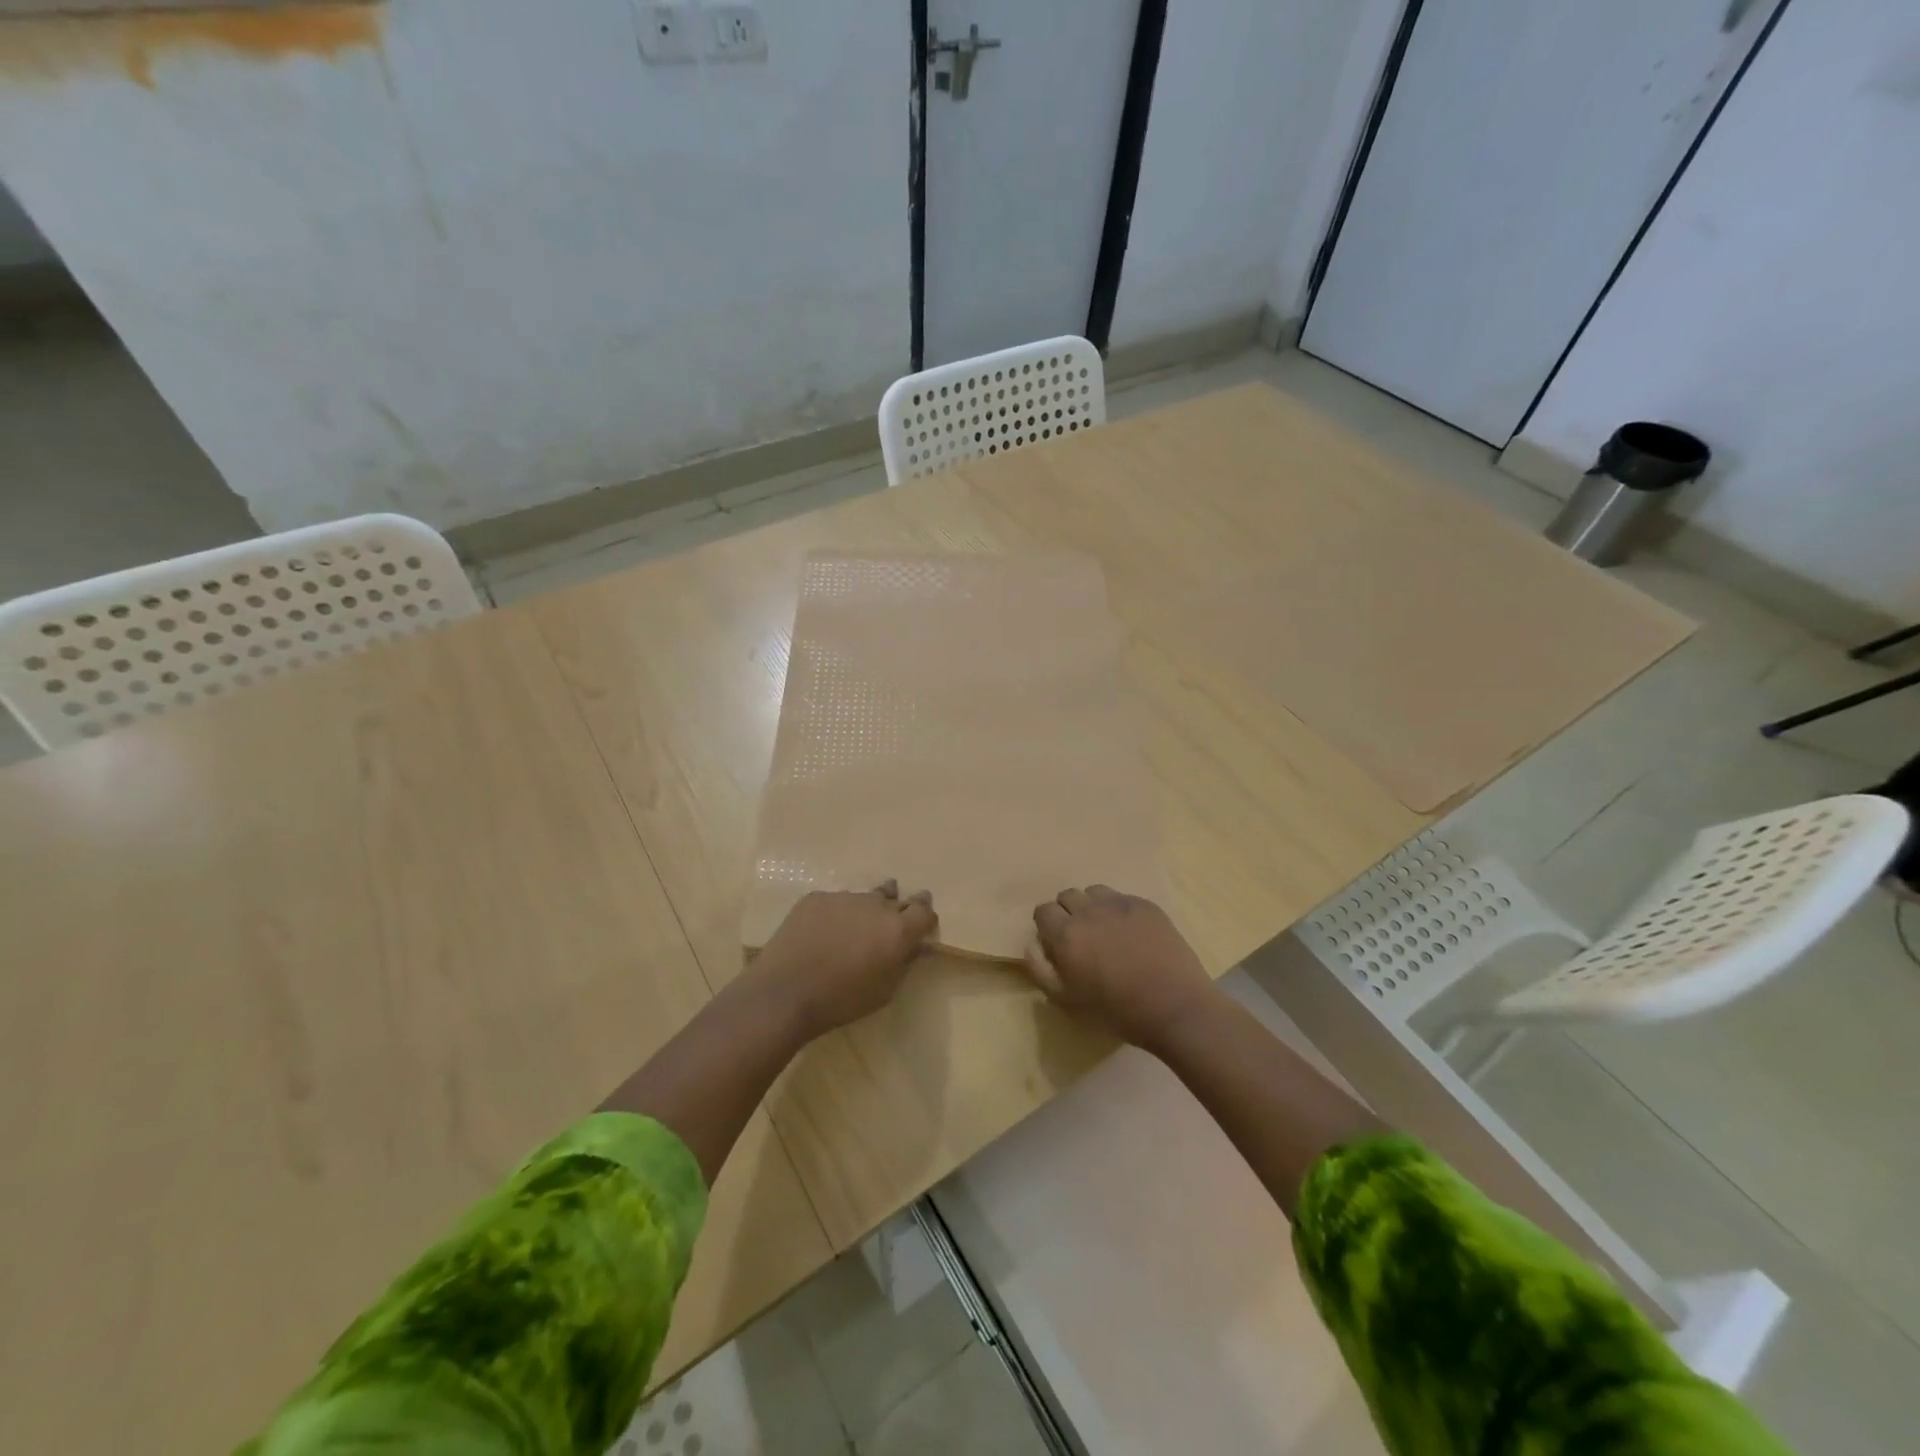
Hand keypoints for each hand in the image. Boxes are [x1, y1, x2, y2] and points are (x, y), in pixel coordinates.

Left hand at [752, 880, 937, 1037]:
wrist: (785, 992)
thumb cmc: (841, 1000)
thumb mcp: (884, 991)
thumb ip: (904, 963)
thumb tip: (914, 946)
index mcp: (898, 930)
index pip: (924, 910)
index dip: (925, 914)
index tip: (922, 920)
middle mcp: (875, 905)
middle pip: (894, 898)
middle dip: (897, 907)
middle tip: (891, 920)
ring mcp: (844, 897)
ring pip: (863, 898)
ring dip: (865, 910)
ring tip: (853, 928)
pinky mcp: (816, 898)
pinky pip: (834, 902)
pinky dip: (835, 914)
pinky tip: (822, 933)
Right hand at [1026, 886, 1220, 1053]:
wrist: (1176, 1007)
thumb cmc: (1118, 1011)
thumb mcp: (1068, 1000)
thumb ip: (1041, 969)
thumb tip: (1033, 944)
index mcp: (1066, 934)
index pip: (1043, 911)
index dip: (1047, 927)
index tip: (1057, 944)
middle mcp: (1089, 910)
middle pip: (1067, 896)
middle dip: (1068, 913)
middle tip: (1081, 939)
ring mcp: (1120, 904)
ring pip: (1094, 892)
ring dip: (1092, 907)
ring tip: (1105, 931)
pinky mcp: (1146, 905)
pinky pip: (1122, 897)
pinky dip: (1119, 910)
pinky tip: (1132, 933)